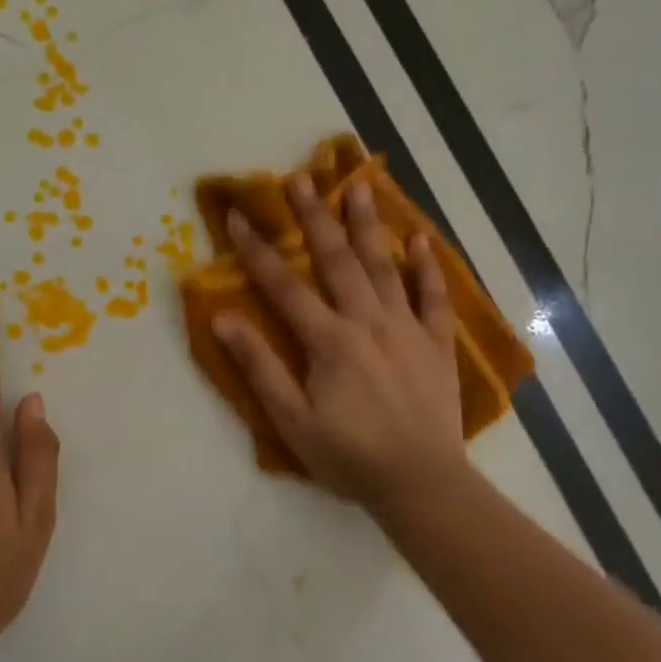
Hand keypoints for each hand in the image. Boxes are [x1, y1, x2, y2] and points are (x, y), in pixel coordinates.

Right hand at [214, 174, 465, 519]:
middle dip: (314, 217)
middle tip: (300, 178)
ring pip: (384, 267)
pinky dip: (426, 268)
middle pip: (337, 260)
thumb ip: (260, 367)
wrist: (421, 483)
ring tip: (358, 185)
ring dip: (368, 224)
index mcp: (329, 341)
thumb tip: (224, 319)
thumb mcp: (292, 420)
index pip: (284, 286)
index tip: (237, 215)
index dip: (256, 250)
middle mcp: (368, 322)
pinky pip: (433, 297)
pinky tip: (419, 240)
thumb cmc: (349, 456)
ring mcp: (407, 329)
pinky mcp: (437, 344)